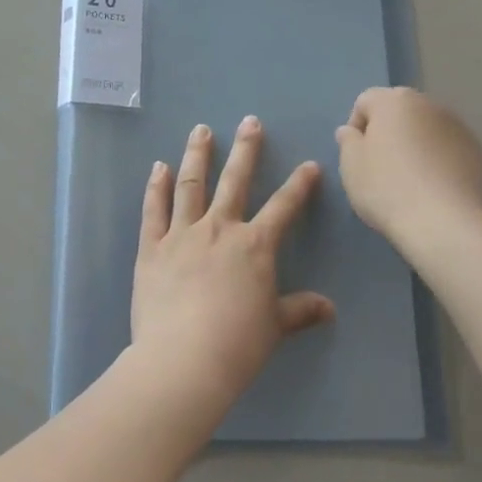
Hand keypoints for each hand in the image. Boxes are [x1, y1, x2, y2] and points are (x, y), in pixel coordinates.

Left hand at [131, 117, 333, 421]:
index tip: (309, 165)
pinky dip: (155, 186)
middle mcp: (220, 229)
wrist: (184, 360)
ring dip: (197, 155)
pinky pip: (154, 209)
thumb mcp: (275, 328)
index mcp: (254, 246)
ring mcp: (182, 234)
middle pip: (235, 181)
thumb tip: (329, 308)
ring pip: (191, 185)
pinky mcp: (152, 247)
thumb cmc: (237, 345)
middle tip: (249, 121)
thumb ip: (300, 311)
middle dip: (245, 149)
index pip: (283, 207)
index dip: (299, 185)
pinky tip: (157, 166)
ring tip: (200, 130)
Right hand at [335, 87, 481, 248]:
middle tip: (382, 168)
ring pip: (428, 130)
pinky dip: (441, 162)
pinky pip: (450, 151)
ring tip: (412, 182)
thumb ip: (348, 141)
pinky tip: (436, 192)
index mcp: (395, 101)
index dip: (357, 127)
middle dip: (389, 133)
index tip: (357, 157)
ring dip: (417, 146)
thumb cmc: (388, 188)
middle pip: (400, 112)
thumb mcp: (351, 166)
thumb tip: (351, 131)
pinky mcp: (480, 154)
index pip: (366, 101)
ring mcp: (460, 128)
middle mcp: (429, 105)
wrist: (446, 224)